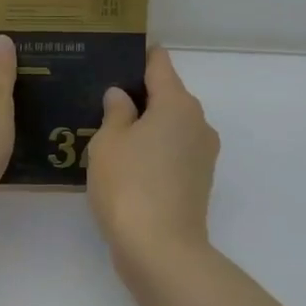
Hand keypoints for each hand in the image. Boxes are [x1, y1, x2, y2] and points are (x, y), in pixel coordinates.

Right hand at [86, 47, 218, 269]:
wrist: (161, 249)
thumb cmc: (129, 185)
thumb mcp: (108, 142)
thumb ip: (115, 112)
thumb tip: (121, 96)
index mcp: (177, 103)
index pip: (159, 64)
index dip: (138, 57)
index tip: (116, 55)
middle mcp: (198, 121)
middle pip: (168, 95)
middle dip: (139, 96)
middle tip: (102, 100)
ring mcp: (203, 153)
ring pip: (172, 126)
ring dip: (147, 126)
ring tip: (110, 134)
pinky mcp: (200, 180)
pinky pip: (174, 151)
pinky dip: (155, 150)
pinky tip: (128, 164)